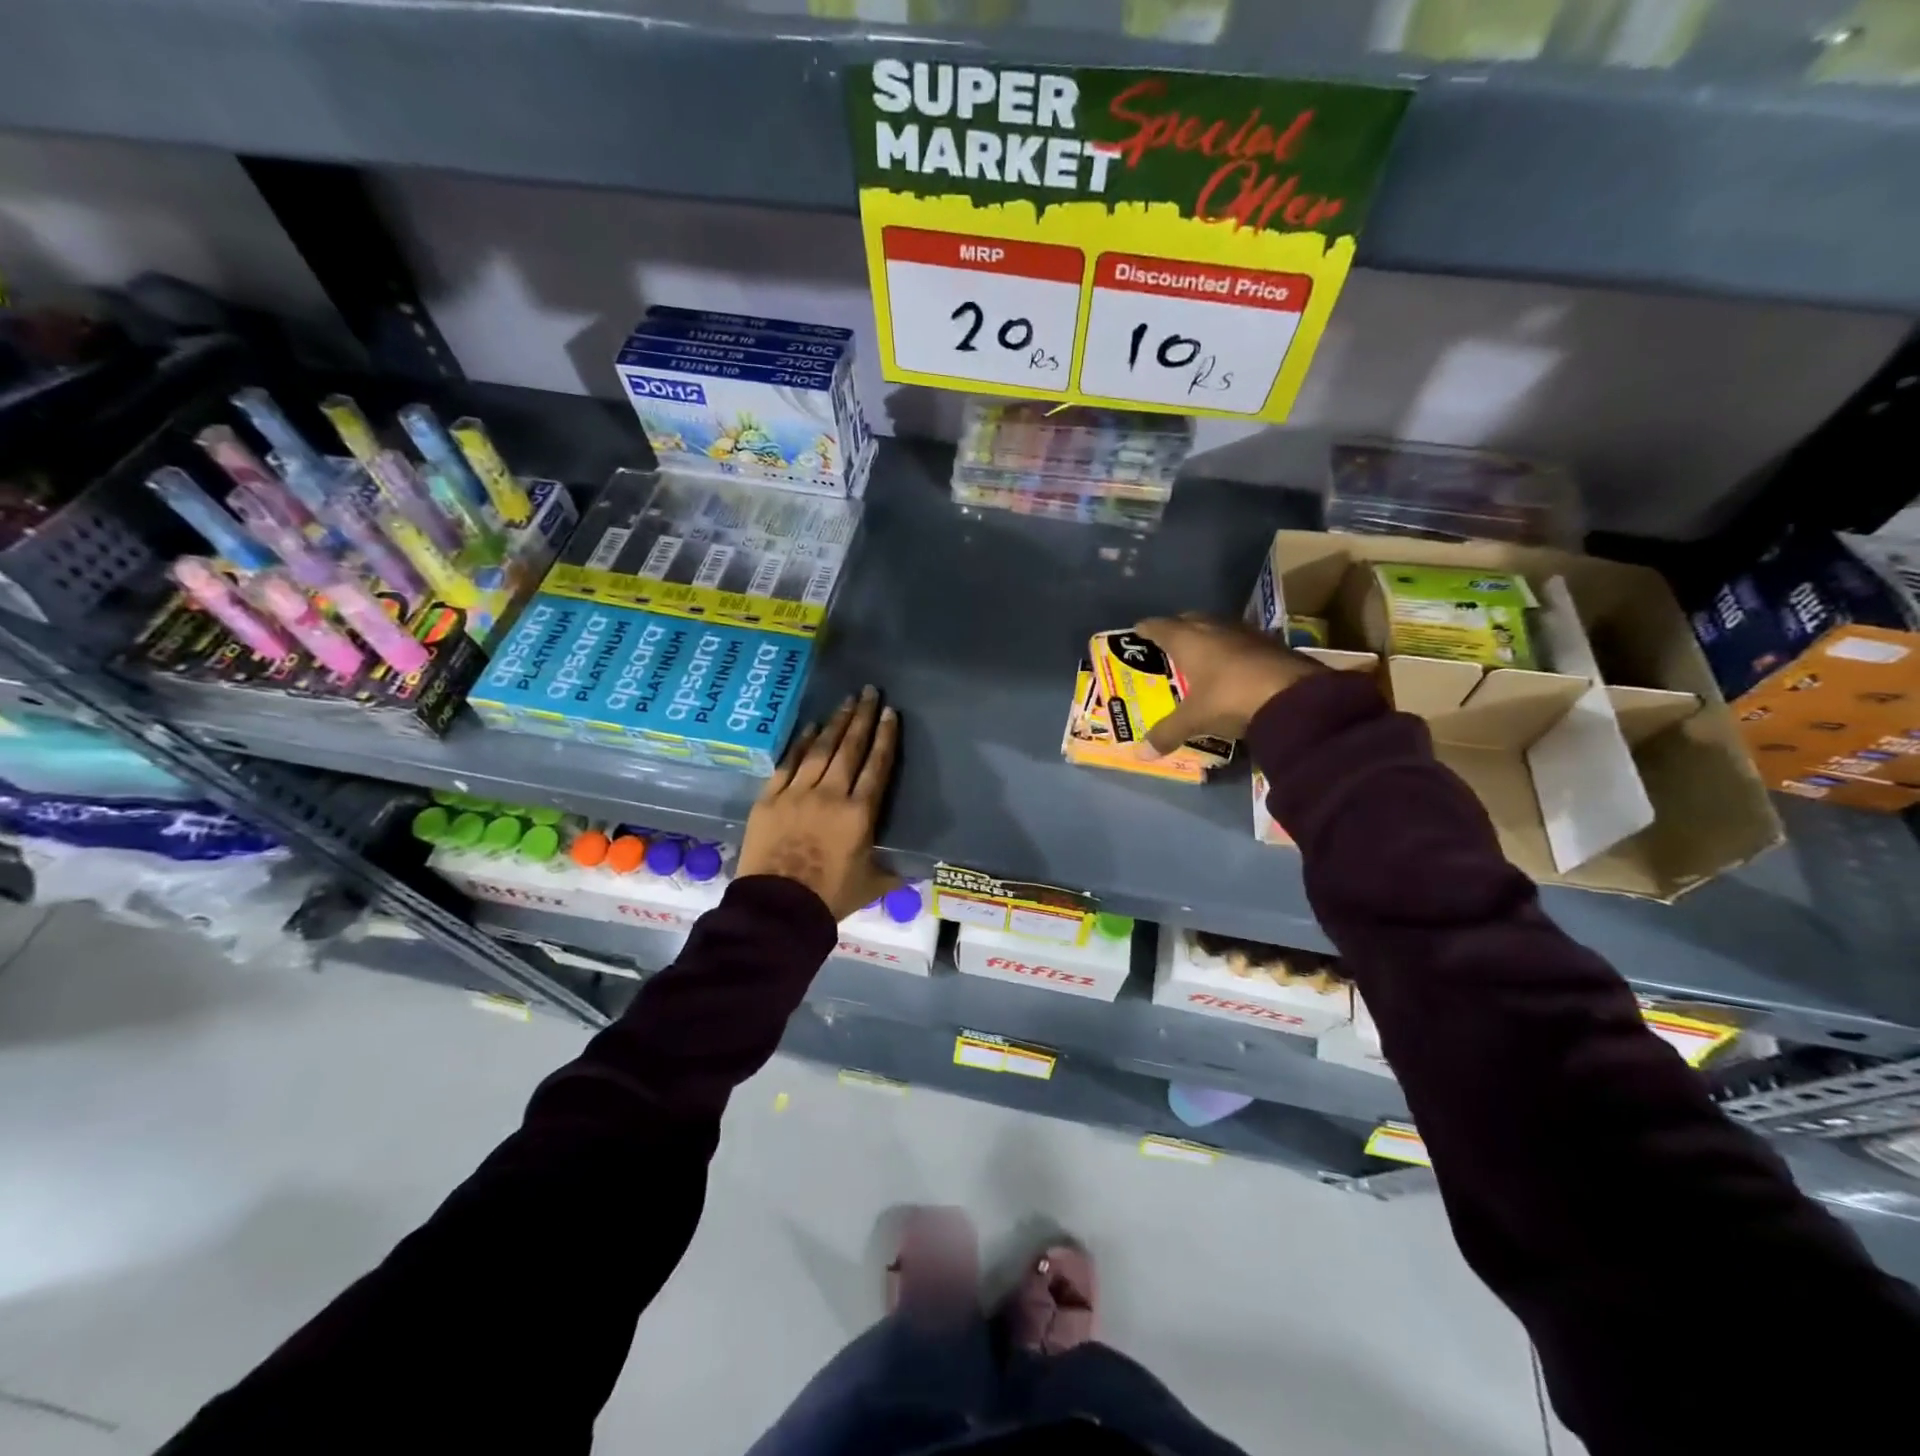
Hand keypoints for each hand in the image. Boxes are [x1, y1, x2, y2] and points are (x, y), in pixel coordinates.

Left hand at [737, 686, 901, 920]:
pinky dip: (800, 744)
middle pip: (850, 748)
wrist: (778, 909)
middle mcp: (830, 794)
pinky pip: (788, 763)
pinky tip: (810, 728)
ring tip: (846, 701)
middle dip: (862, 718)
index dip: (885, 738)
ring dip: (835, 723)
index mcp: (860, 813)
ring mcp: (797, 793)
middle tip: (870, 692)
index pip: (877, 766)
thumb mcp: (873, 885)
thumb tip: (918, 870)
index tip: (890, 713)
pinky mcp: (769, 799)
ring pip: (820, 750)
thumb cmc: (830, 898)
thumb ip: (894, 871)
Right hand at [1131, 613, 1323, 755]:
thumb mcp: (1195, 719)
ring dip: (1205, 637)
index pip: (1158, 626)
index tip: (1137, 633)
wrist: (1296, 696)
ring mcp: (1245, 632)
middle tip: (1166, 645)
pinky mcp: (1270, 643)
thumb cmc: (1231, 698)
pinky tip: (1230, 667)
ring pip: (1216, 628)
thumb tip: (1141, 754)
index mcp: (1188, 639)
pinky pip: (1239, 641)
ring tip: (1197, 655)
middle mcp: (1214, 628)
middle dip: (1176, 629)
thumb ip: (1167, 733)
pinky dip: (1229, 650)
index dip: (1145, 630)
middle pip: (1188, 620)